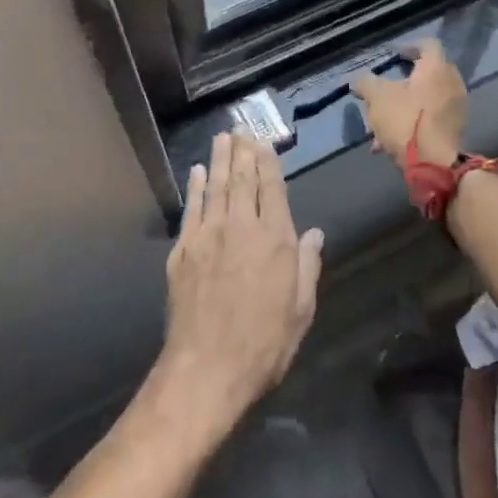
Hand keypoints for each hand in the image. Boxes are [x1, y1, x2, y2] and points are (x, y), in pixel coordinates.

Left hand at [152, 133, 323, 439]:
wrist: (207, 369)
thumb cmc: (264, 344)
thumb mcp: (301, 310)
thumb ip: (307, 265)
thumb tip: (314, 232)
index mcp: (275, 239)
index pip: (272, 188)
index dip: (268, 162)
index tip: (265, 142)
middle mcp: (241, 227)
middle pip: (242, 179)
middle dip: (242, 151)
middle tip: (241, 129)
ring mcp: (208, 236)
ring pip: (215, 187)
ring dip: (219, 160)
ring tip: (222, 137)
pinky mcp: (182, 251)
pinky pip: (191, 209)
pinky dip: (195, 187)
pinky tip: (197, 172)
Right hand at [350, 39, 467, 166]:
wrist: (434, 163)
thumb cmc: (405, 120)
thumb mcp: (376, 97)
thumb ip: (365, 83)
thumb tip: (357, 80)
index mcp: (436, 68)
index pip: (428, 44)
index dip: (409, 46)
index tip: (394, 56)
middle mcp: (452, 83)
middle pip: (427, 74)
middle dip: (403, 81)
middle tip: (385, 88)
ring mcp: (456, 108)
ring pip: (426, 100)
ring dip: (404, 107)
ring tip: (379, 123)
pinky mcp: (455, 131)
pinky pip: (430, 120)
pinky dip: (412, 124)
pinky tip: (387, 143)